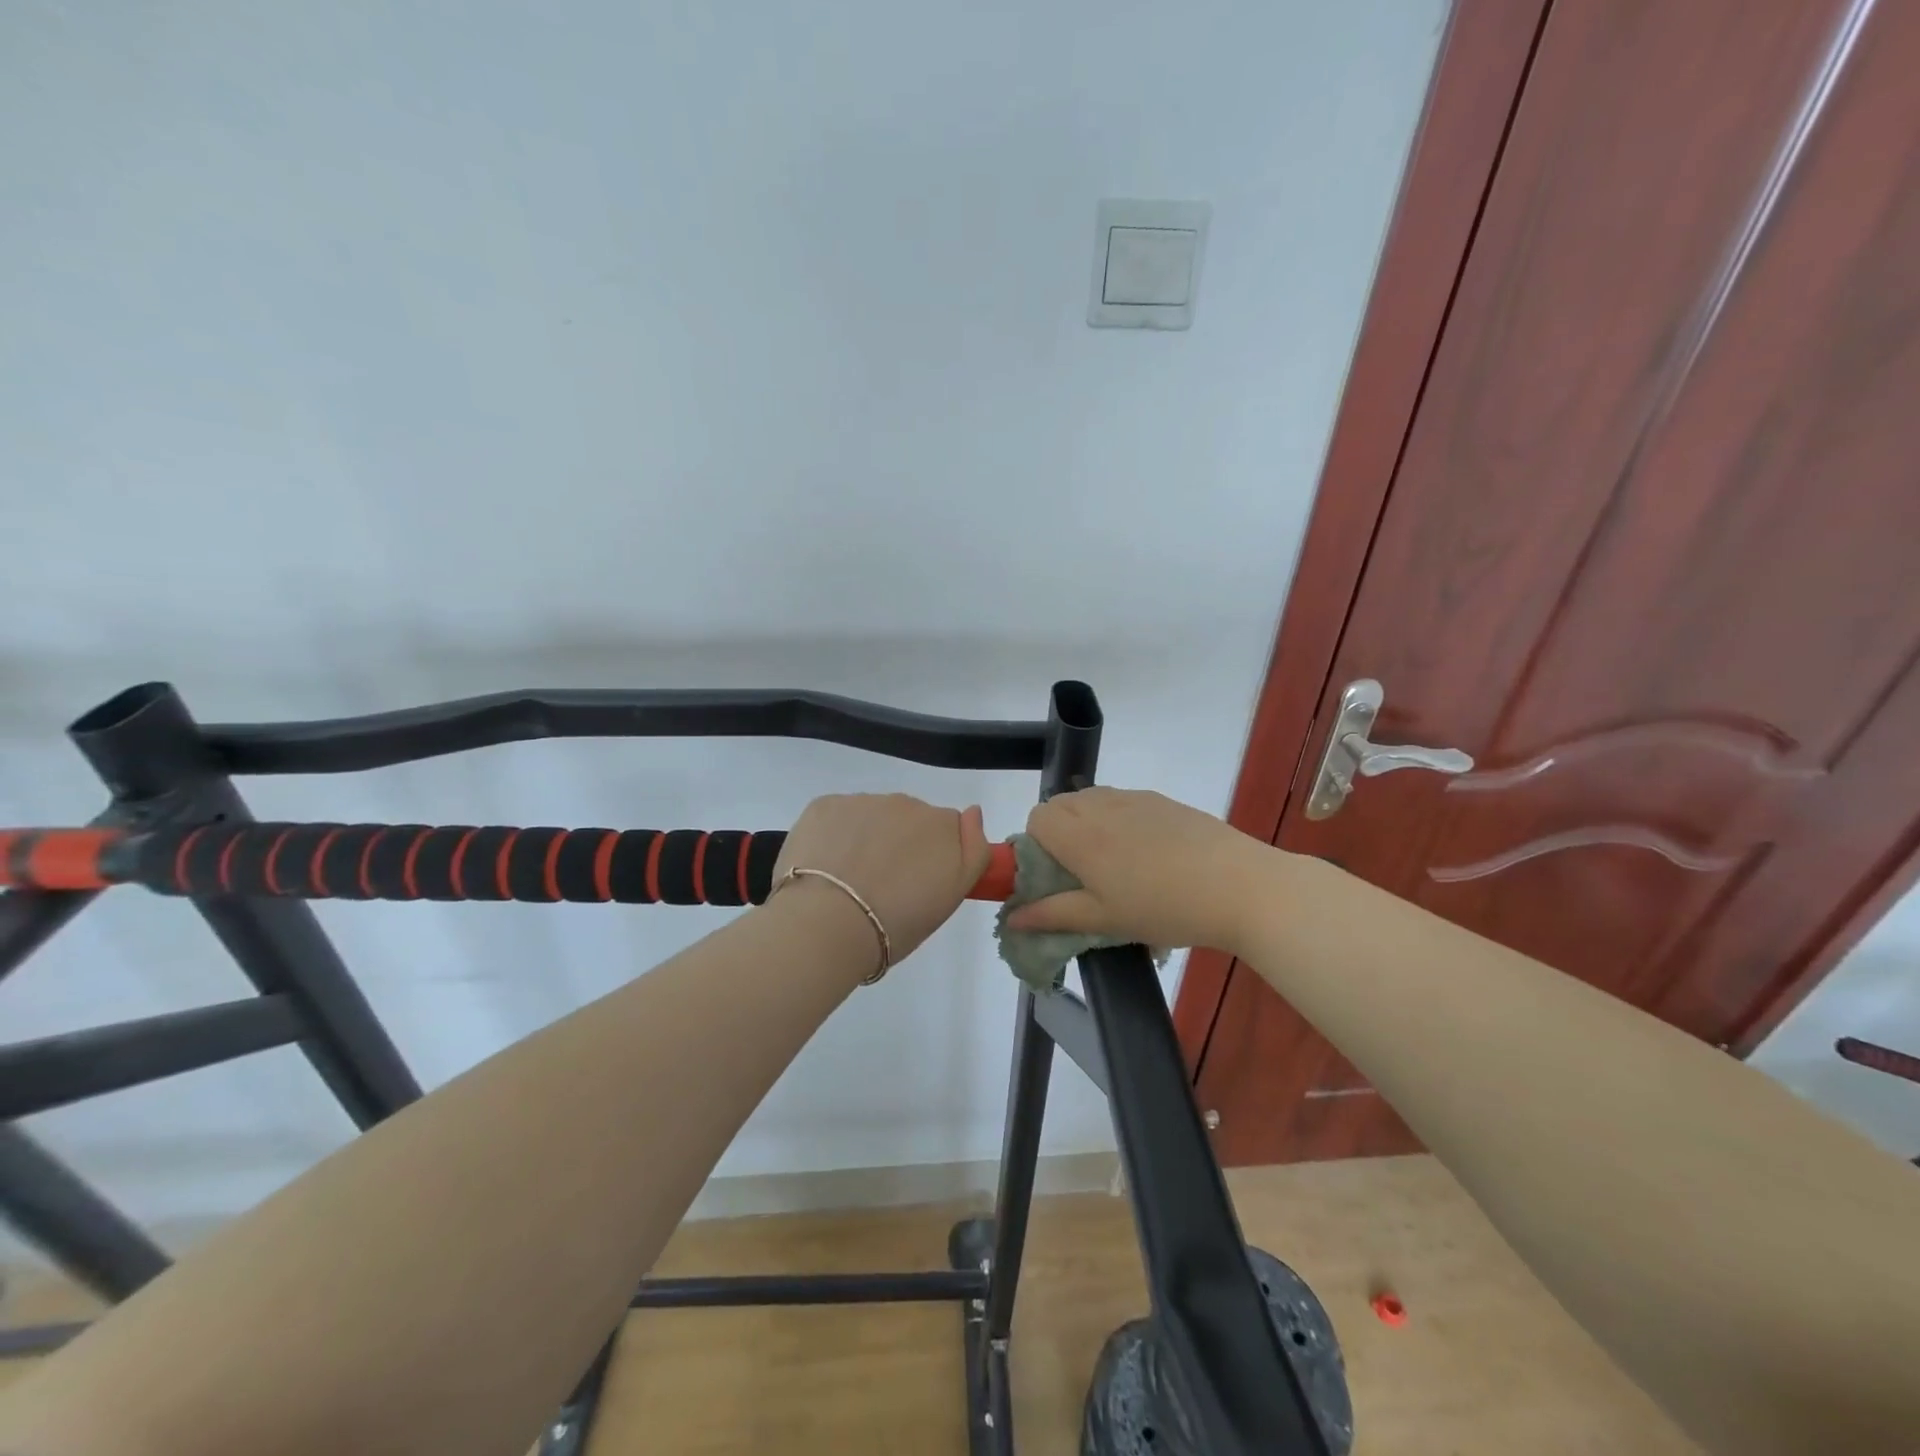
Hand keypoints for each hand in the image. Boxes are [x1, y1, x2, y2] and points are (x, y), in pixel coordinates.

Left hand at [771, 794, 992, 963]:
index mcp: (940, 825)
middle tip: (884, 886)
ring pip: (871, 816)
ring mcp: (862, 801)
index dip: (933, 855)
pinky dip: (834, 835)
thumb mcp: (952, 896)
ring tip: (850, 881)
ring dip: (866, 838)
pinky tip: (826, 867)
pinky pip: (837, 816)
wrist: (828, 924)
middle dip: (900, 843)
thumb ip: (973, 850)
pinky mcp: (824, 805)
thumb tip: (973, 812)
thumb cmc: (898, 921)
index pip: (946, 829)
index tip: (918, 883)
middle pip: (908, 819)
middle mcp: (905, 803)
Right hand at [1005, 787, 1268, 951]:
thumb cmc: (1164, 909)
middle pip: (1060, 804)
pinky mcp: (1162, 800)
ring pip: (1091, 799)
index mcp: (1080, 835)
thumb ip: (1053, 915)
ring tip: (1117, 863)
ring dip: (1088, 823)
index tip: (1057, 875)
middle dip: (1059, 832)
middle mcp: (1101, 806)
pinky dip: (1118, 819)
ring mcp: (1134, 799)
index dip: (1037, 844)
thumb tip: (1012, 918)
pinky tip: (1149, 853)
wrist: (1239, 886)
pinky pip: (1123, 801)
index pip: (1036, 818)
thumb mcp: (1104, 920)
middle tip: (1083, 873)